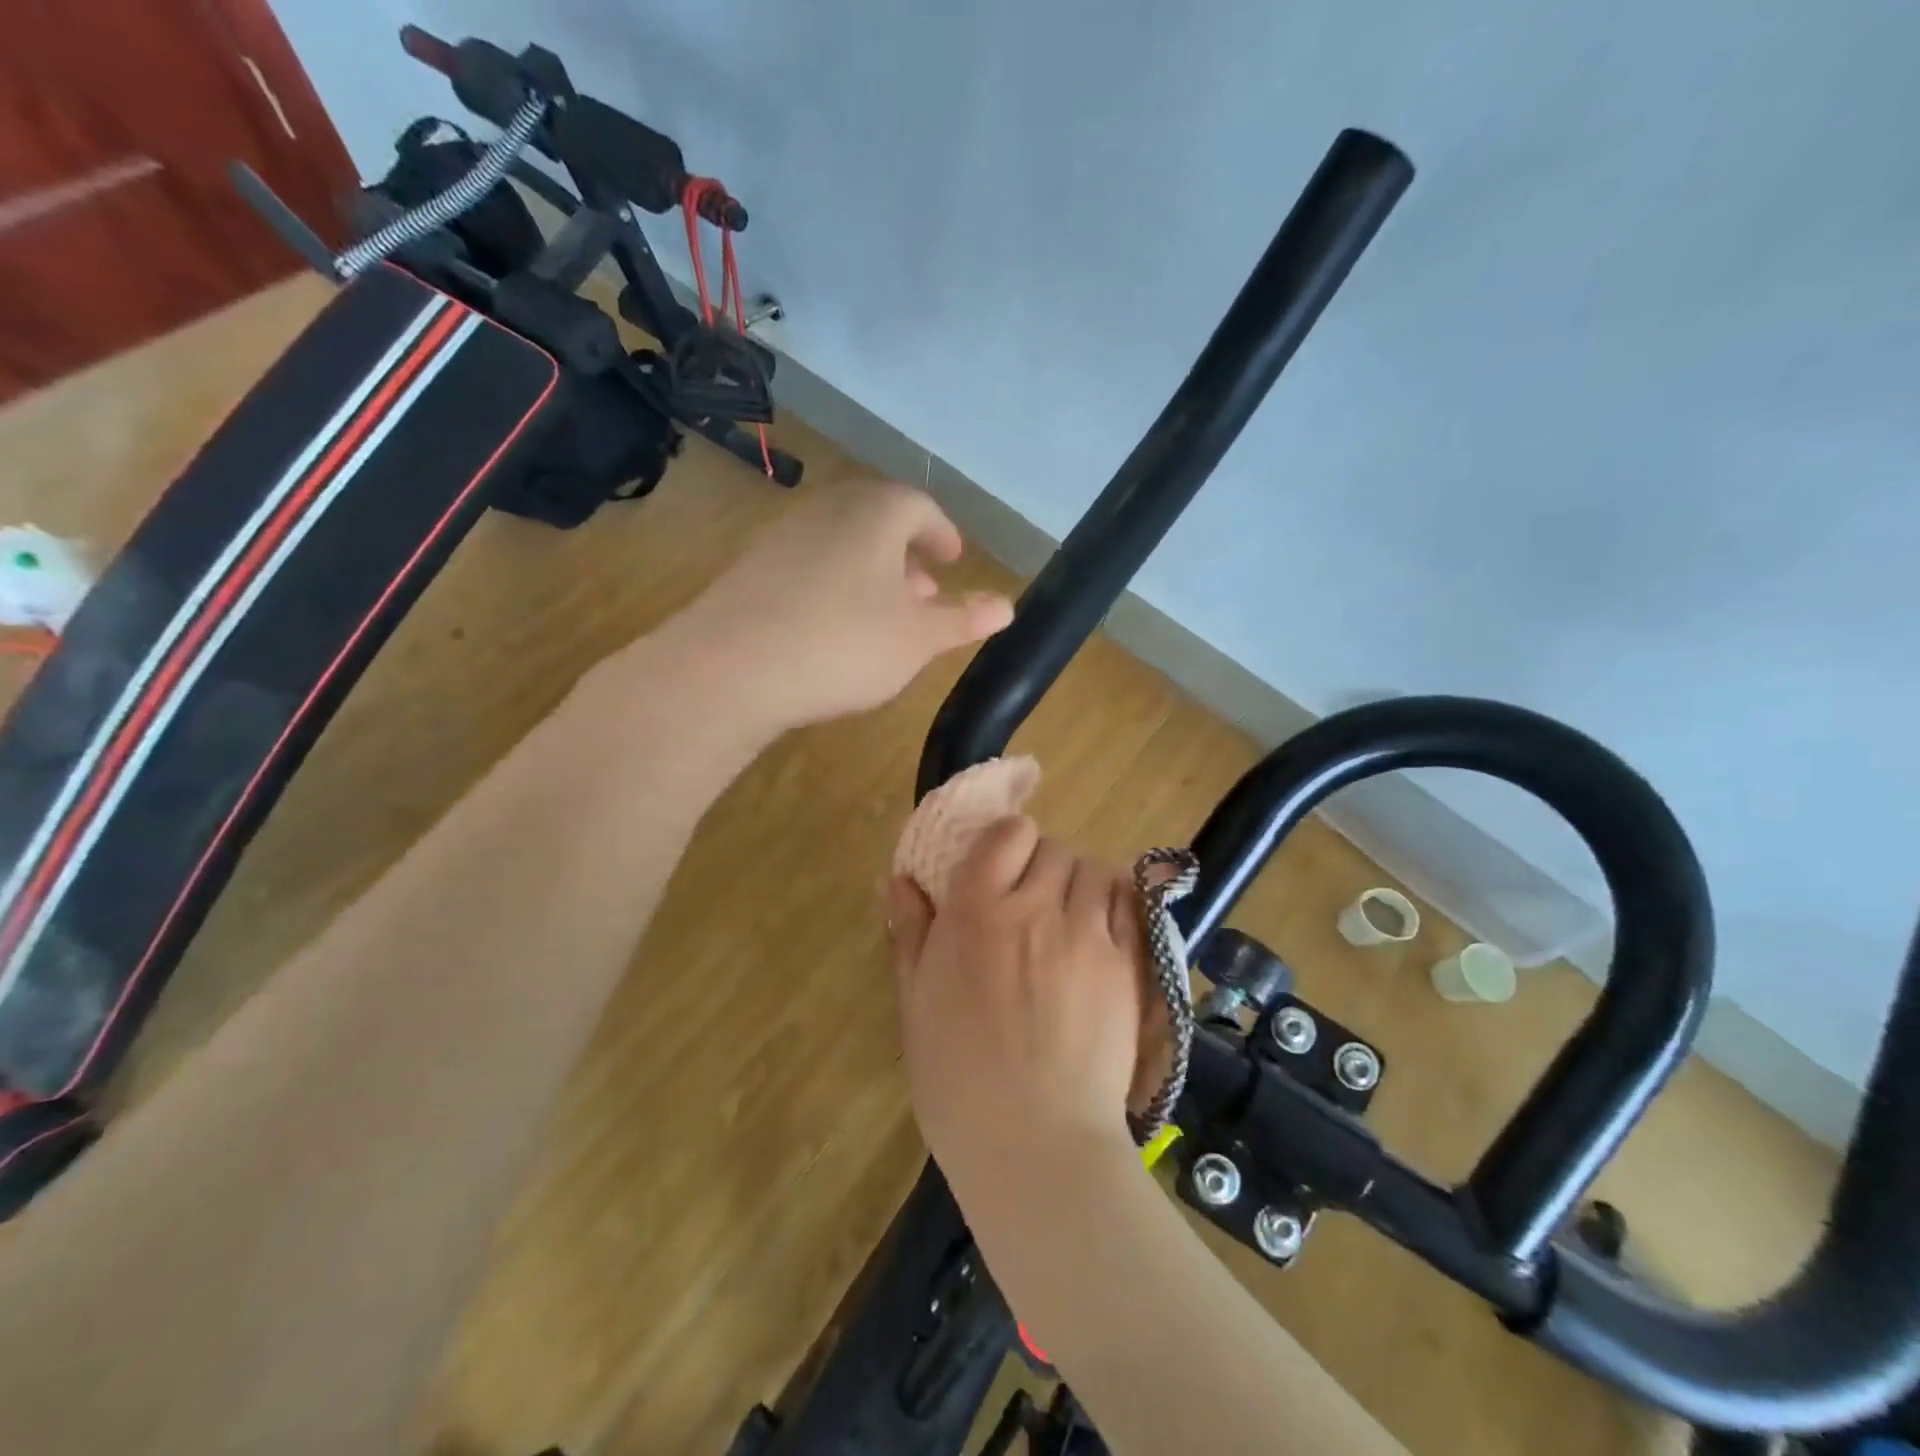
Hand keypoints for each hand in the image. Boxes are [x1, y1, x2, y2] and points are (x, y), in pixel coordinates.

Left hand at [664, 477, 1012, 730]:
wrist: (730, 668)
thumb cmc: (843, 643)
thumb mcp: (917, 638)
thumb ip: (962, 619)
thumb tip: (1006, 606)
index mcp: (874, 514)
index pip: (918, 506)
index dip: (942, 533)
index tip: (954, 559)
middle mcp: (826, 511)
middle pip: (876, 521)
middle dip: (906, 556)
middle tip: (924, 593)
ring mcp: (781, 538)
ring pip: (840, 545)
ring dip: (870, 574)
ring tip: (883, 617)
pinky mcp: (749, 572)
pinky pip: (807, 567)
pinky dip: (832, 587)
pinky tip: (831, 631)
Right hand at [885, 818, 1147, 1192]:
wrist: (1035, 1143)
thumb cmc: (958, 1079)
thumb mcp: (917, 1003)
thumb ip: (912, 933)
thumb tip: (899, 880)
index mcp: (977, 912)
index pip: (1009, 834)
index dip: (1008, 842)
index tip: (1002, 868)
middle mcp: (1035, 908)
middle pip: (1054, 849)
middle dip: (1043, 867)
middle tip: (1033, 906)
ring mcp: (1087, 934)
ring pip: (1094, 871)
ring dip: (1081, 885)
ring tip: (1070, 921)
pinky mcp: (1127, 963)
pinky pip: (1128, 906)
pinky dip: (1115, 908)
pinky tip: (1101, 939)